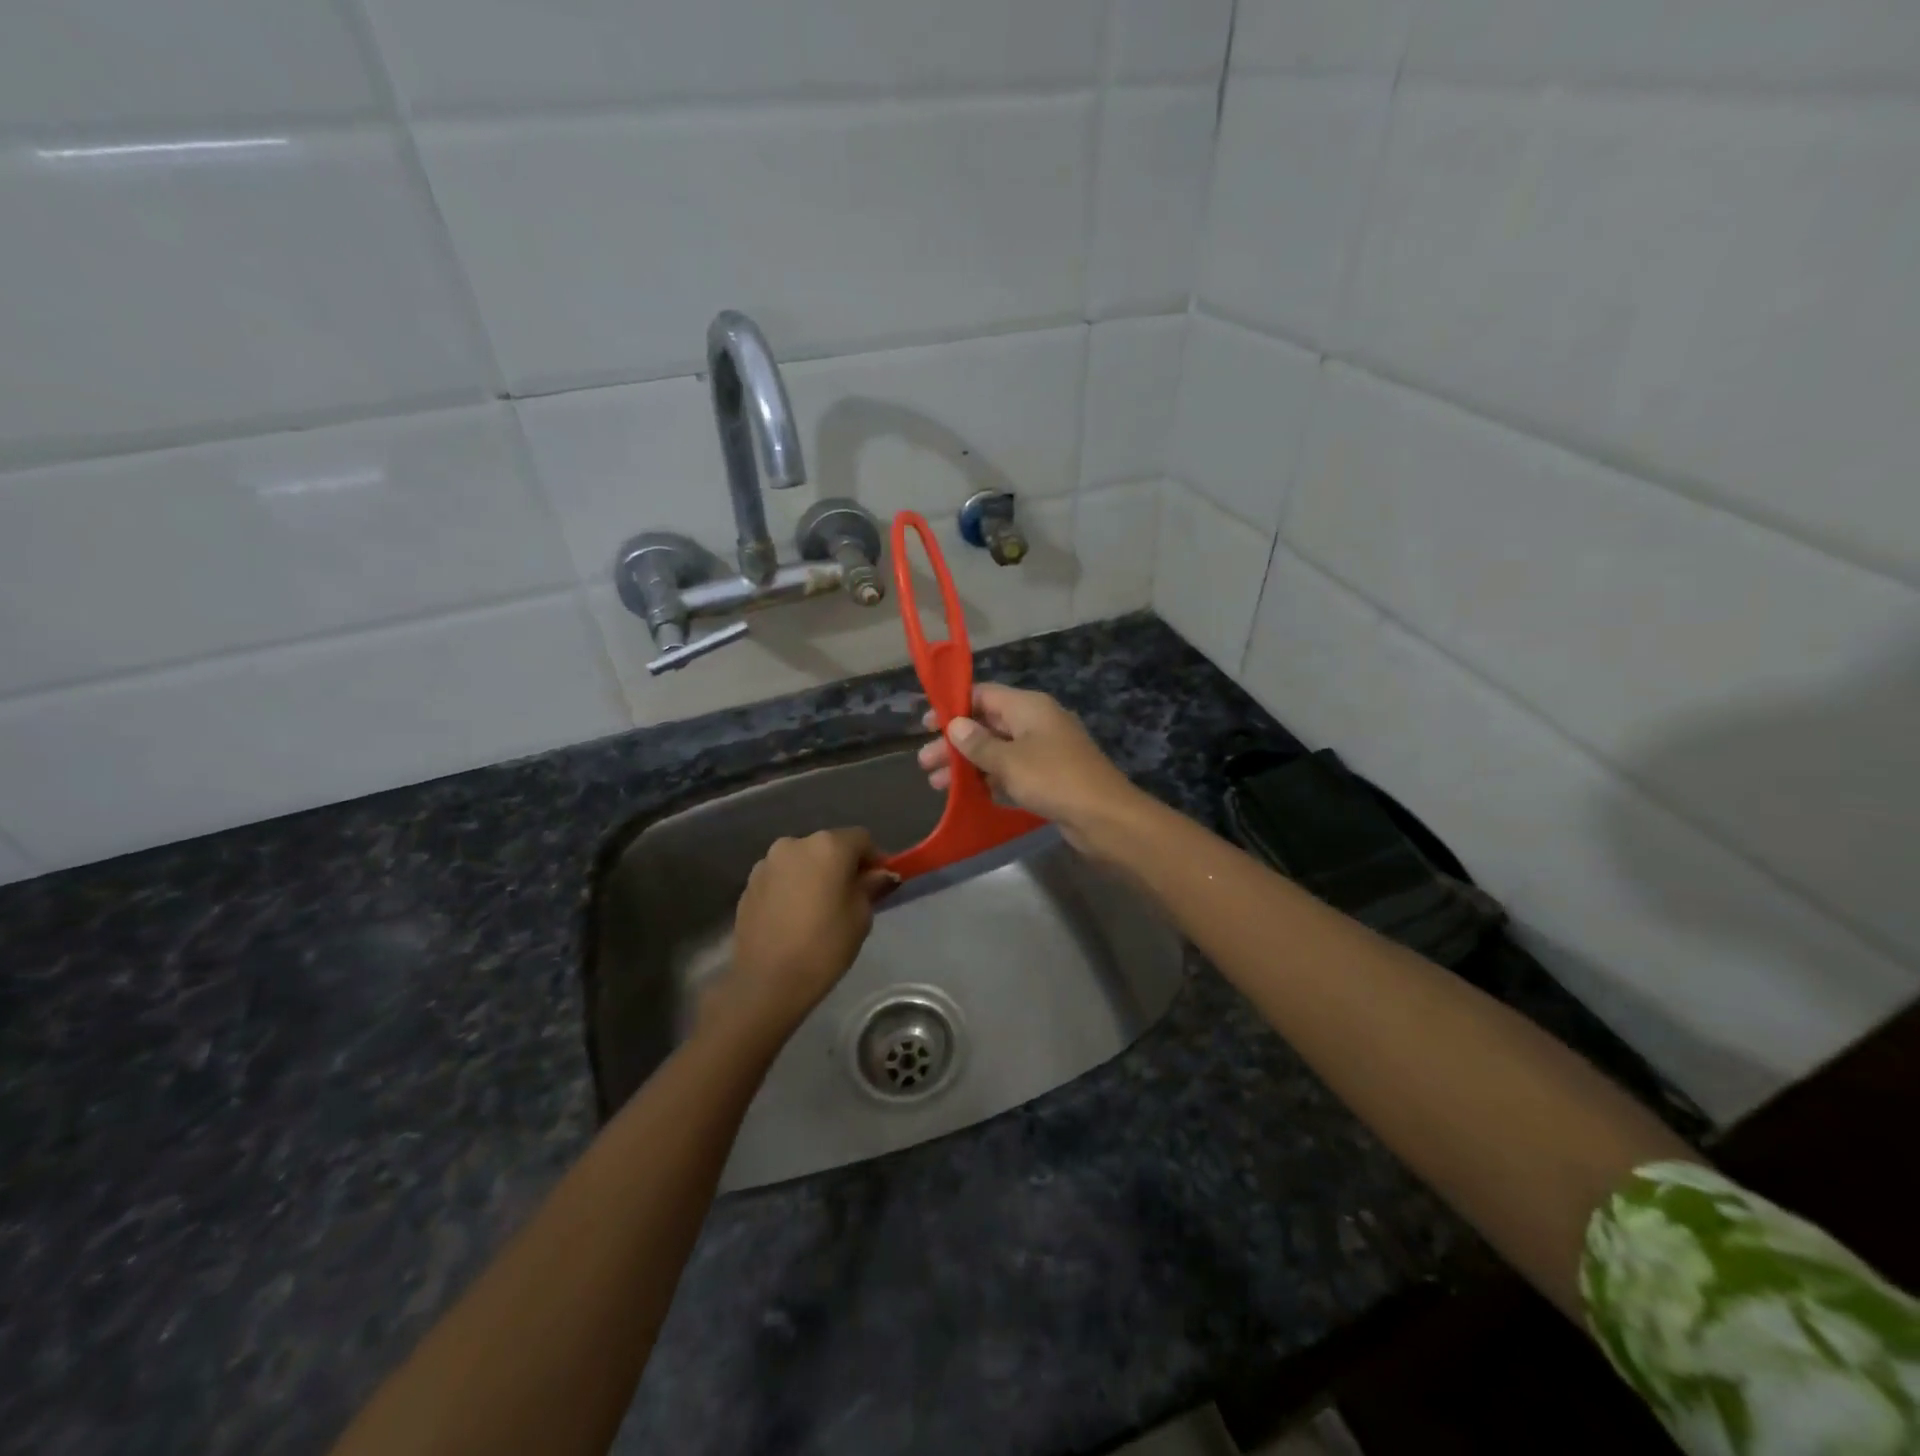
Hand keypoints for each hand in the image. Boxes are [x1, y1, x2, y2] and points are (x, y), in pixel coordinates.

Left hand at [702, 829, 895, 1050]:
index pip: (861, 839)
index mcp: (827, 846)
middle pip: (829, 846)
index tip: (879, 883)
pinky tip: (795, 917)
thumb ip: (871, 886)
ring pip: (803, 861)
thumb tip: (878, 874)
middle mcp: (794, 844)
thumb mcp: (861, 916)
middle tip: (851, 897)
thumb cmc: (824, 946)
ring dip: (815, 875)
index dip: (875, 859)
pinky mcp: (749, 884)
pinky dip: (793, 888)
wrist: (767, 982)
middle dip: (843, 865)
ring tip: (819, 909)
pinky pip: (781, 877)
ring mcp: (767, 863)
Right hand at [915, 684, 1146, 859]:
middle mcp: (1036, 722)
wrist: (1105, 817)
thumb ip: (978, 743)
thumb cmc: (1053, 780)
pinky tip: (967, 795)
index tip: (925, 725)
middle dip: (955, 742)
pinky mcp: (1049, 776)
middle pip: (987, 724)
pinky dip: (989, 779)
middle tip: (924, 763)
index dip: (953, 707)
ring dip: (968, 764)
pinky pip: (1011, 771)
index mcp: (1028, 707)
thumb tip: (956, 725)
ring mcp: (1044, 750)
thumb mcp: (1009, 761)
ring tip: (937, 785)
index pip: (983, 694)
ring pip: (997, 750)